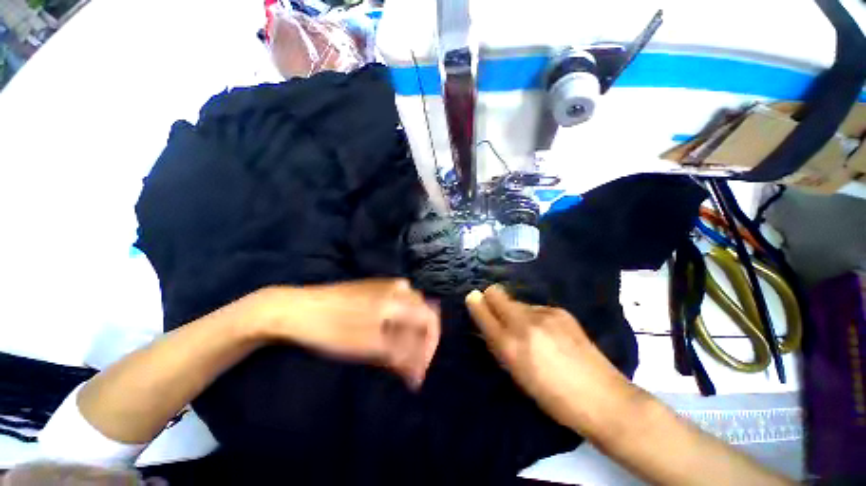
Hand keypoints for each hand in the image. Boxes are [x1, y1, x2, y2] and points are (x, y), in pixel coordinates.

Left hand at [255, 279, 439, 388]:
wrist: (296, 308)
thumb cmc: (333, 328)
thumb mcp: (368, 346)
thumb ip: (400, 356)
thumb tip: (420, 373)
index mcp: (398, 299)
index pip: (430, 319)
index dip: (431, 345)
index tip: (420, 369)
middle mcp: (397, 287)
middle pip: (422, 313)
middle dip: (419, 339)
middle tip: (407, 364)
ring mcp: (385, 285)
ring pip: (409, 308)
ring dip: (408, 331)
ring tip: (396, 352)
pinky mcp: (373, 287)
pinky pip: (397, 302)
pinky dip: (397, 321)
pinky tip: (385, 333)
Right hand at [465, 285, 639, 435]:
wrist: (603, 398)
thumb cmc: (553, 397)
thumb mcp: (516, 375)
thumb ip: (498, 345)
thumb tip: (485, 326)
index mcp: (509, 345)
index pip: (482, 311)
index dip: (475, 303)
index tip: (473, 300)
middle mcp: (524, 323)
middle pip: (496, 293)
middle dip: (491, 298)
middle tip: (497, 313)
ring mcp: (544, 314)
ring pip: (516, 301)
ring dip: (515, 312)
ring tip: (531, 333)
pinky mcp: (560, 311)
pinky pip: (536, 308)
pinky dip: (534, 317)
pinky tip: (549, 334)